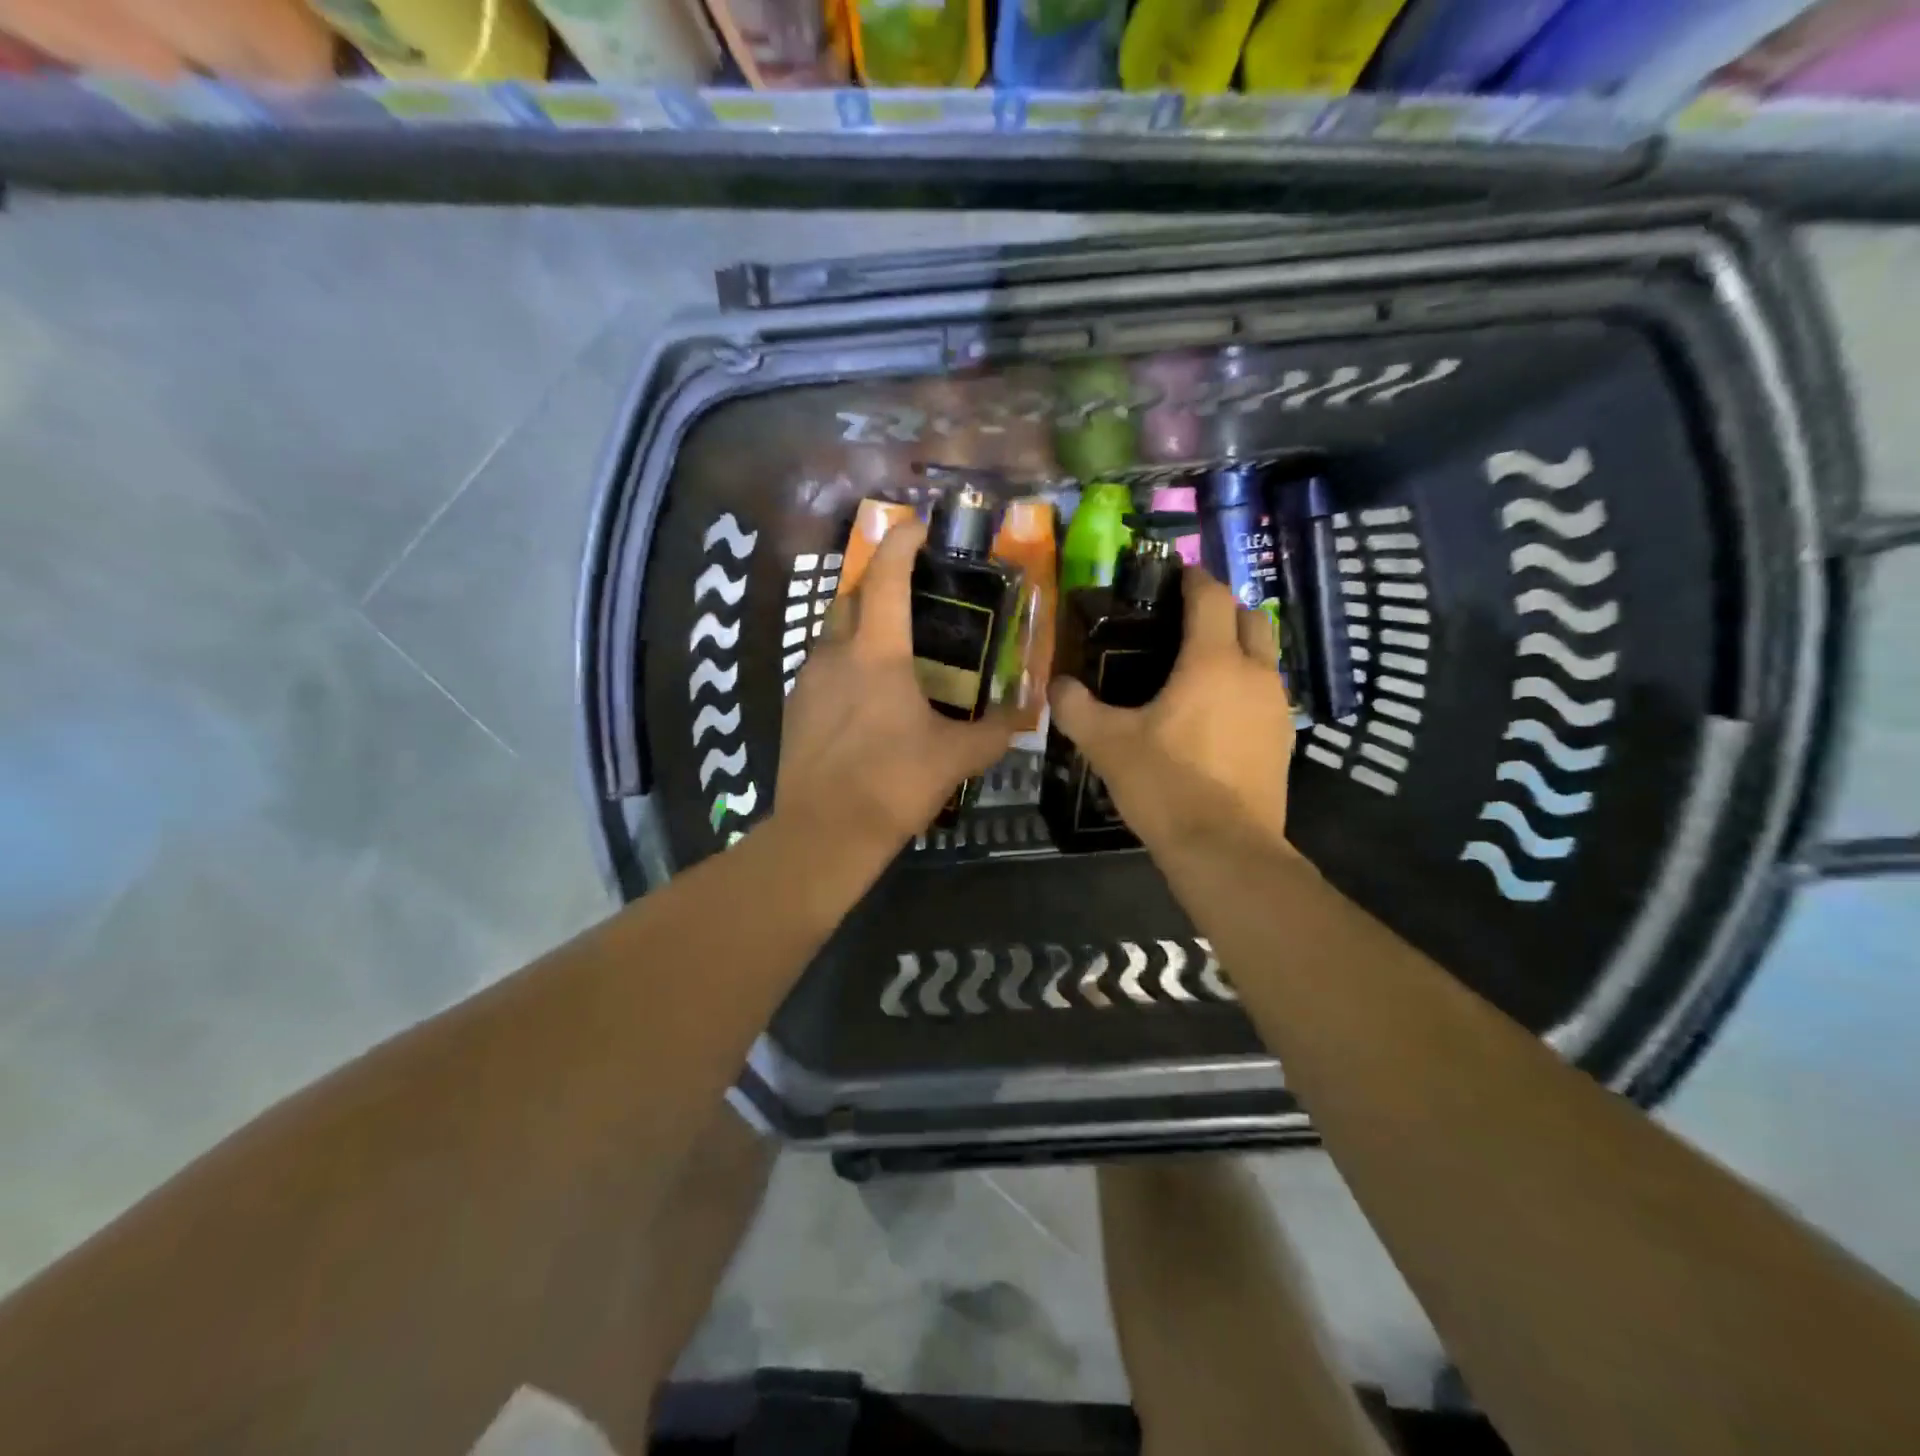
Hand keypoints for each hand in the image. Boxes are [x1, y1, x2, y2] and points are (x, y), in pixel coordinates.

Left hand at [775, 521, 1014, 863]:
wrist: (824, 833)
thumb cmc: (893, 784)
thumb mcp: (955, 758)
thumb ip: (995, 732)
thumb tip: (1025, 714)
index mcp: (876, 653)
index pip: (887, 577)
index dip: (902, 543)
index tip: (919, 526)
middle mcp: (835, 653)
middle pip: (852, 597)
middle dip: (878, 584)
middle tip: (911, 596)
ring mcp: (806, 680)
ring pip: (833, 634)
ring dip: (860, 628)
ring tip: (892, 652)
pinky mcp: (792, 708)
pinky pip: (821, 669)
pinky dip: (844, 666)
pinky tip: (864, 698)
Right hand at [1049, 567, 1295, 851]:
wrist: (1224, 848)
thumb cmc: (1166, 784)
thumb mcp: (1107, 744)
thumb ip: (1076, 708)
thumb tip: (1056, 685)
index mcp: (1212, 661)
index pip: (1211, 596)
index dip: (1193, 578)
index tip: (1173, 575)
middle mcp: (1254, 673)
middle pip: (1251, 617)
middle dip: (1222, 608)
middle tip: (1186, 620)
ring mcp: (1276, 706)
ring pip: (1264, 655)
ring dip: (1238, 646)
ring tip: (1198, 665)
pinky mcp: (1283, 738)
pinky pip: (1266, 691)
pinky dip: (1245, 684)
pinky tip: (1216, 711)